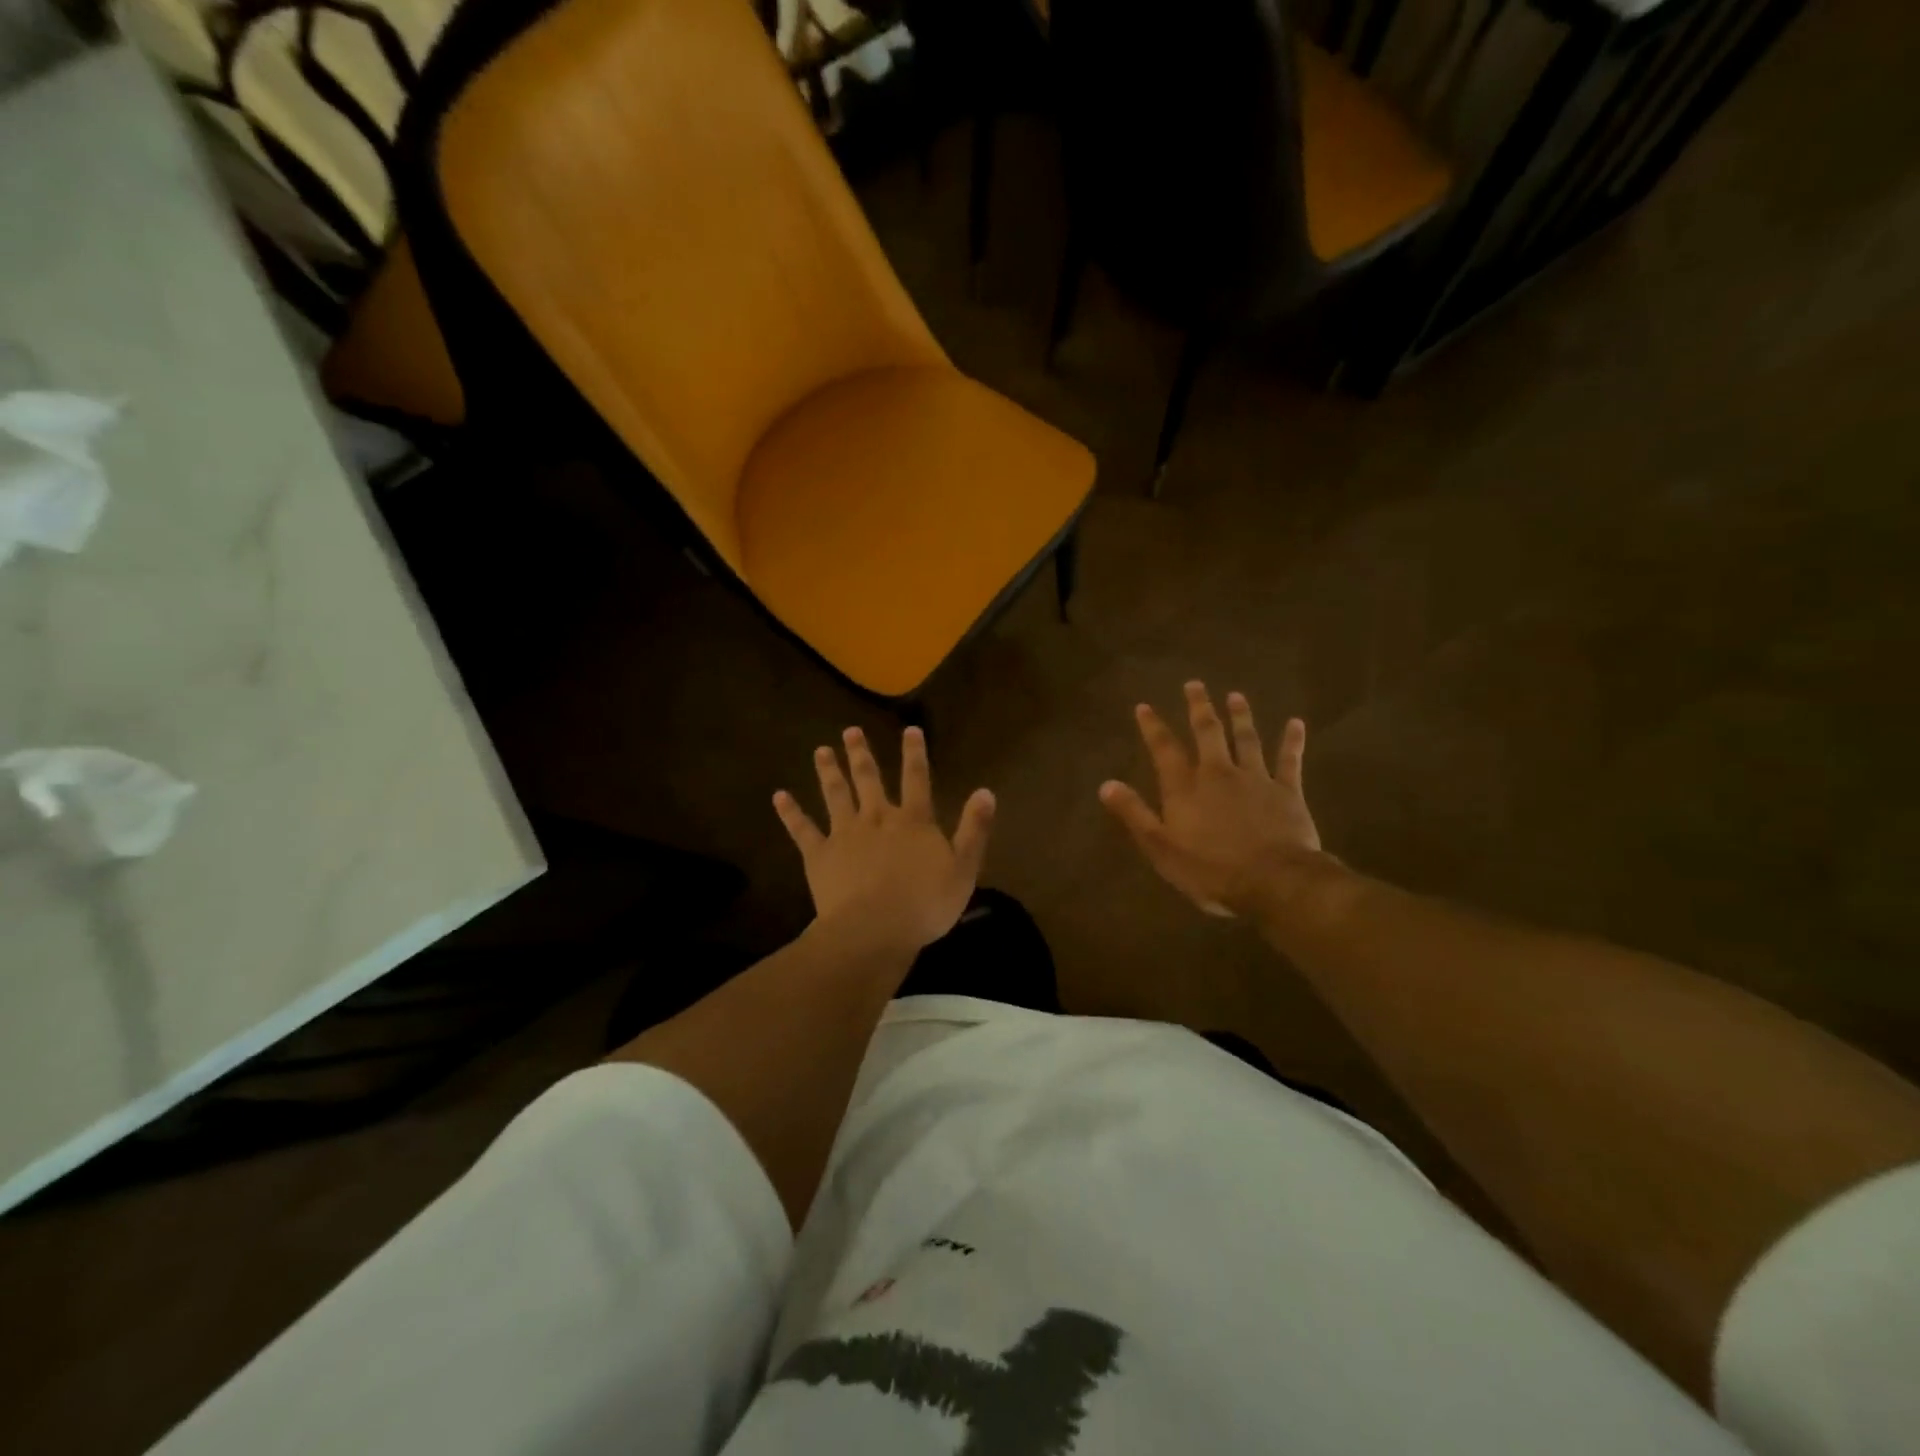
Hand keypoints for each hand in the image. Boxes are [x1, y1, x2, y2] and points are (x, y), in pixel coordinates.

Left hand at [774, 726, 994, 957]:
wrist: (874, 930)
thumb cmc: (925, 904)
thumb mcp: (963, 868)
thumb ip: (974, 829)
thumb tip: (986, 792)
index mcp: (913, 821)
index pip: (916, 779)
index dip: (915, 753)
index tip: (909, 729)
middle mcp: (877, 818)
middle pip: (869, 779)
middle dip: (861, 754)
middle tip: (850, 731)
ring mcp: (844, 834)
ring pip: (835, 795)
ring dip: (828, 771)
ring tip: (821, 750)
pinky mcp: (819, 855)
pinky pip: (802, 829)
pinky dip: (791, 812)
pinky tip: (779, 796)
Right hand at [1099, 682, 1324, 917]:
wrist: (1273, 881)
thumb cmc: (1210, 870)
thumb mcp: (1161, 848)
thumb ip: (1134, 814)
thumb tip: (1105, 785)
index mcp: (1186, 788)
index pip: (1165, 749)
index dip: (1153, 727)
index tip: (1144, 706)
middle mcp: (1218, 773)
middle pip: (1207, 732)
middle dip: (1199, 707)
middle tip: (1195, 684)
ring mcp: (1255, 779)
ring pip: (1246, 739)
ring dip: (1240, 716)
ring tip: (1236, 696)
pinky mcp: (1287, 791)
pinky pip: (1289, 760)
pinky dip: (1292, 741)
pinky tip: (1296, 723)